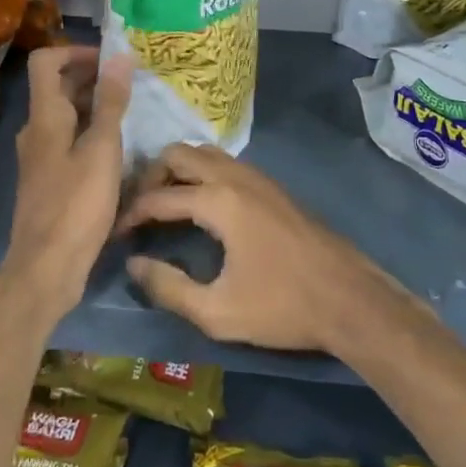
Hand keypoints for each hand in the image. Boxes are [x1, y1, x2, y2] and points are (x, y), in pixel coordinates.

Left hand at [5, 46, 132, 319]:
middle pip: (57, 87)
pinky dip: (91, 134)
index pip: (46, 62)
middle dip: (93, 78)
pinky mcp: (49, 180)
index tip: (111, 61)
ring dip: (95, 107)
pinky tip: (119, 150)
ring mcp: (40, 157)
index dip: (76, 52)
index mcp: (44, 117)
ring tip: (133, 113)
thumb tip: (120, 55)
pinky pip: (69, 142)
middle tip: (132, 84)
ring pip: (66, 116)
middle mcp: (36, 131)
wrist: (46, 267)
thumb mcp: (102, 149)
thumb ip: (111, 102)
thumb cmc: (76, 204)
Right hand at [114, 143, 398, 353]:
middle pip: (179, 154)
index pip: (158, 196)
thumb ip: (169, 288)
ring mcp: (258, 177)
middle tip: (140, 211)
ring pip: (205, 154)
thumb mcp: (218, 312)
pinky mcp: (273, 187)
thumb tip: (135, 264)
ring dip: (179, 171)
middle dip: (152, 177)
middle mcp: (235, 177)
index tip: (115, 234)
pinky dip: (203, 174)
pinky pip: (226, 164)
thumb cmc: (283, 307)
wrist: (350, 299)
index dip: (130, 214)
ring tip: (167, 206)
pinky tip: (203, 207)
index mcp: (218, 201)